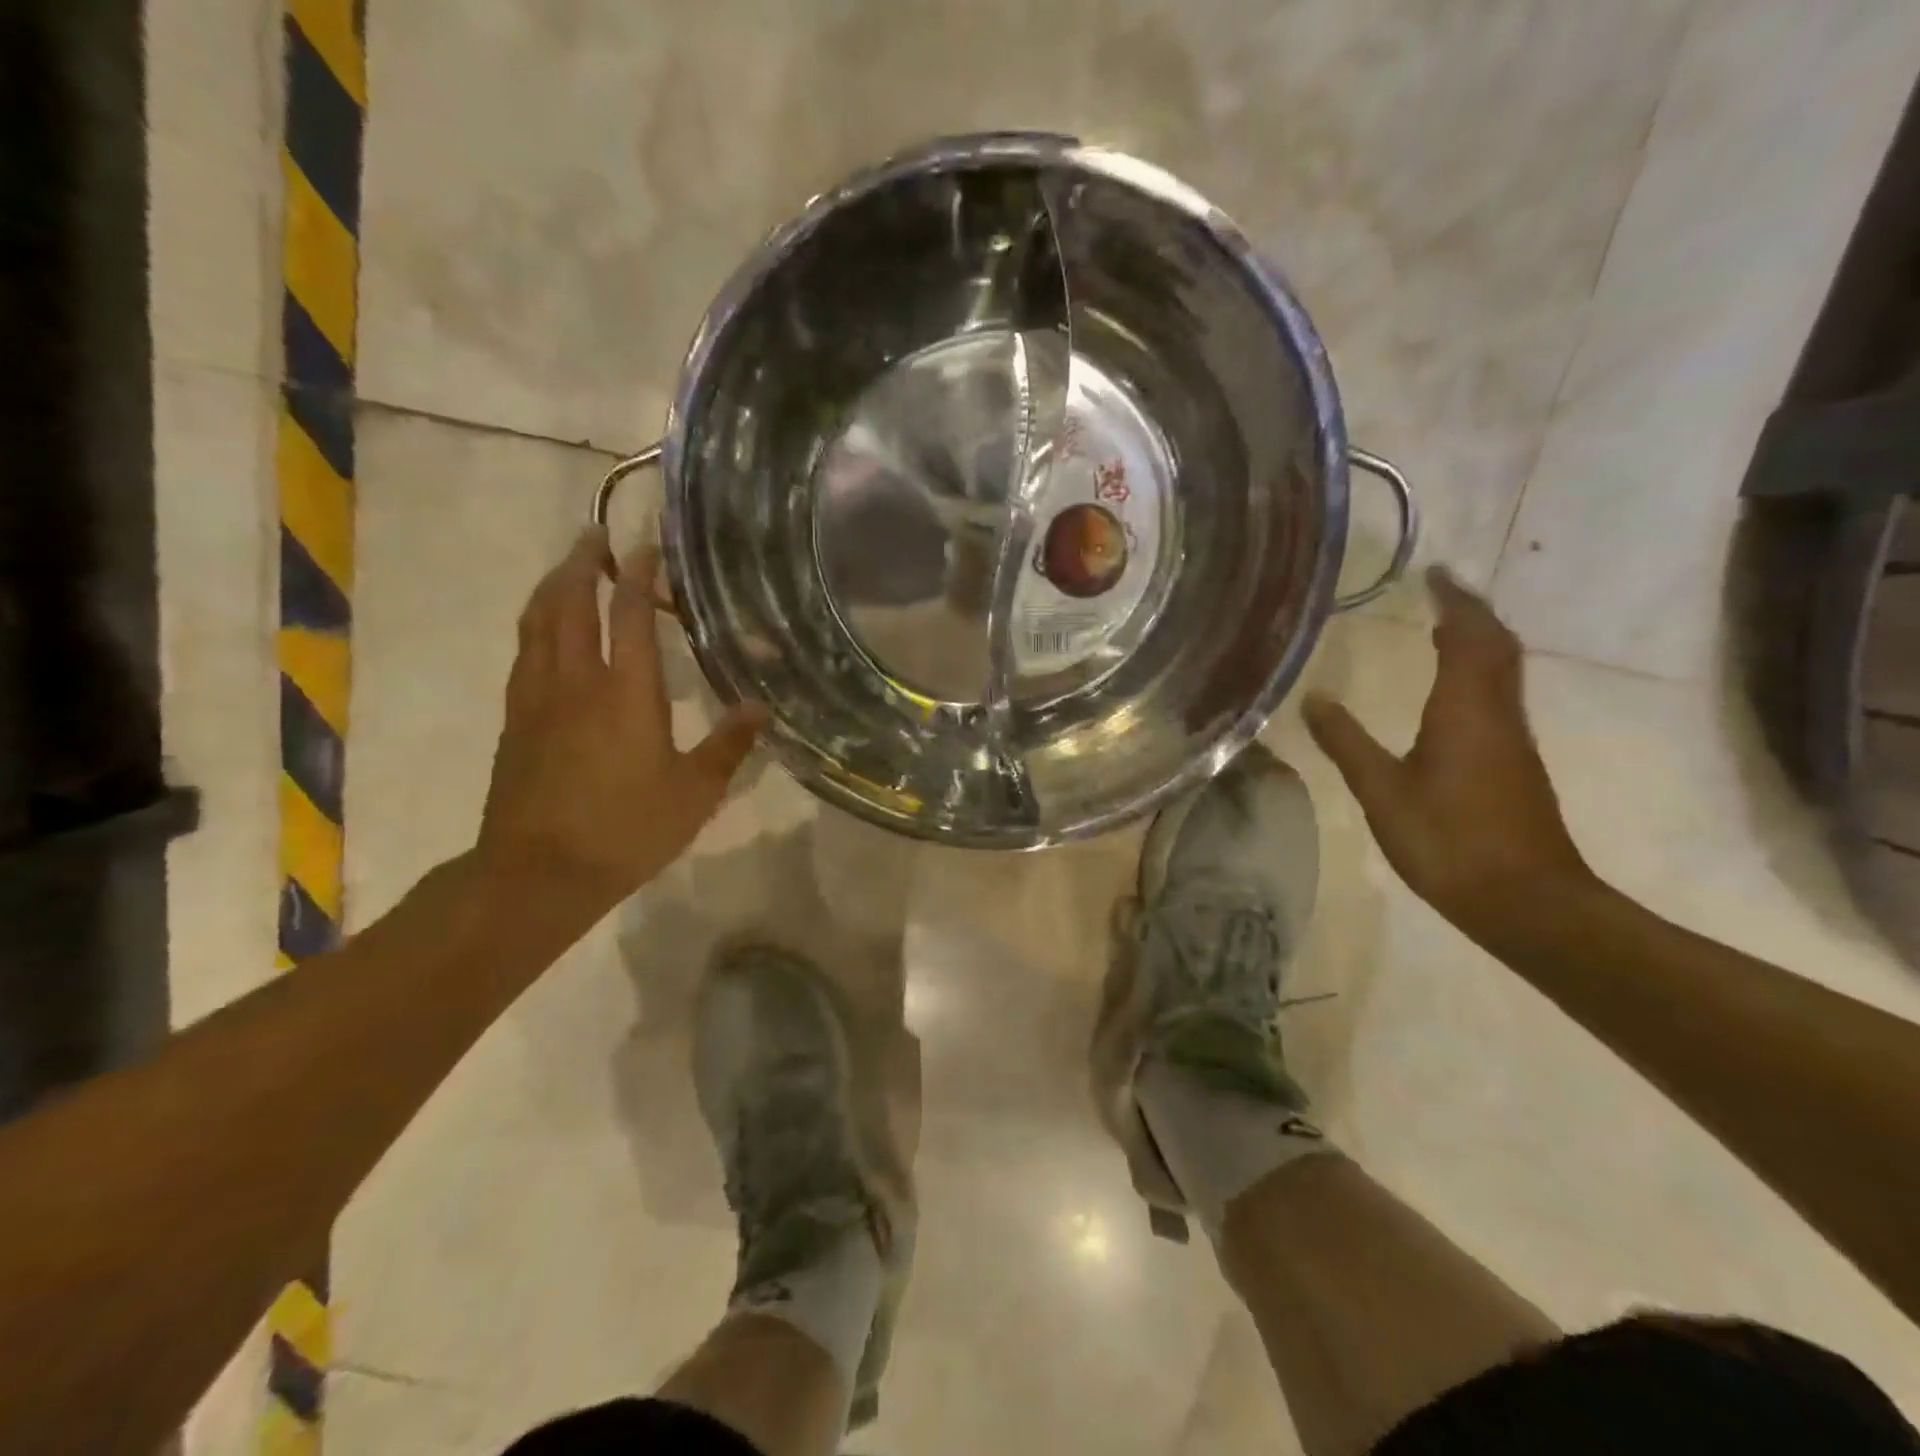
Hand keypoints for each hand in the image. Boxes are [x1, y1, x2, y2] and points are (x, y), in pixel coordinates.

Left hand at [477, 529, 765, 906]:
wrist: (539, 874)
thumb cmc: (626, 830)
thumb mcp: (694, 793)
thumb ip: (728, 745)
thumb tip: (761, 707)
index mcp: (624, 692)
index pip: (627, 614)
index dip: (637, 574)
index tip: (646, 545)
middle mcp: (575, 681)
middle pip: (568, 602)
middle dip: (581, 562)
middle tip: (595, 535)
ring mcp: (536, 698)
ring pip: (536, 623)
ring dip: (552, 586)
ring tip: (568, 568)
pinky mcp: (515, 720)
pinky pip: (524, 653)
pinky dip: (536, 625)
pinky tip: (546, 632)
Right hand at [1302, 566, 1593, 941]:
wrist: (1527, 901)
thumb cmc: (1448, 841)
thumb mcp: (1382, 791)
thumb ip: (1347, 742)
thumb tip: (1313, 697)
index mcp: (1465, 710)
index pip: (1468, 637)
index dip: (1454, 601)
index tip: (1434, 572)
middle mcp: (1497, 714)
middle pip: (1497, 646)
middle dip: (1472, 612)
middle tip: (1441, 591)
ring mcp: (1512, 741)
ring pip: (1503, 672)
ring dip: (1479, 641)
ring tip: (1445, 628)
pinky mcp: (1515, 765)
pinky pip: (1499, 697)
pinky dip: (1479, 674)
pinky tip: (1455, 691)